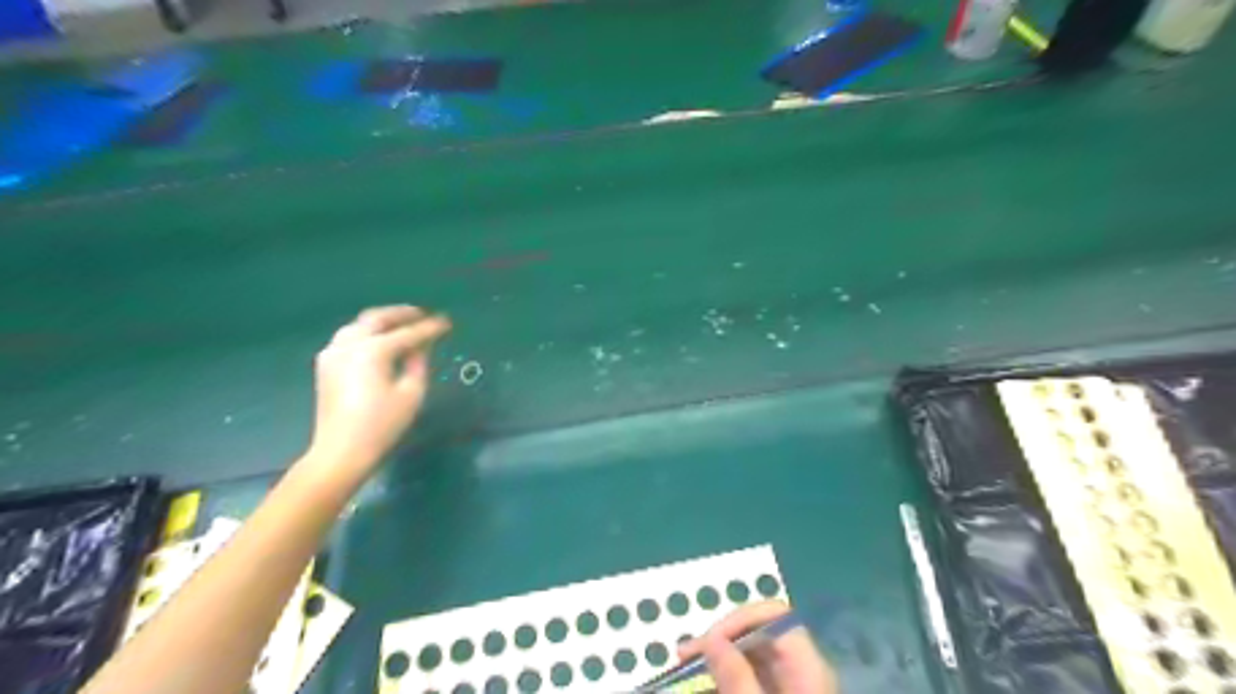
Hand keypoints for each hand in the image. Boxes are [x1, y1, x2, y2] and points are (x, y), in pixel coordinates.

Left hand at [307, 305, 452, 478]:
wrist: (342, 451)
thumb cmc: (382, 425)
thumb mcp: (411, 393)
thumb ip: (418, 362)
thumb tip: (420, 346)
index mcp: (373, 350)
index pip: (408, 333)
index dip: (430, 328)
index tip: (447, 322)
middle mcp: (349, 344)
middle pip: (377, 319)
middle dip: (401, 314)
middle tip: (422, 314)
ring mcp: (333, 353)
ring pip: (359, 325)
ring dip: (382, 321)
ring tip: (401, 324)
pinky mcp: (326, 365)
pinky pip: (348, 337)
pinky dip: (366, 333)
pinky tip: (378, 340)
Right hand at [676, 602, 839, 693]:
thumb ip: (735, 678)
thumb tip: (711, 638)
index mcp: (806, 667)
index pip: (774, 616)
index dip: (739, 619)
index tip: (707, 641)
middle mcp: (800, 673)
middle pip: (759, 636)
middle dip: (720, 640)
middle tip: (683, 657)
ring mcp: (789, 690)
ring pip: (750, 660)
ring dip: (716, 662)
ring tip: (684, 672)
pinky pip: (749, 683)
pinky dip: (724, 683)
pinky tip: (703, 689)